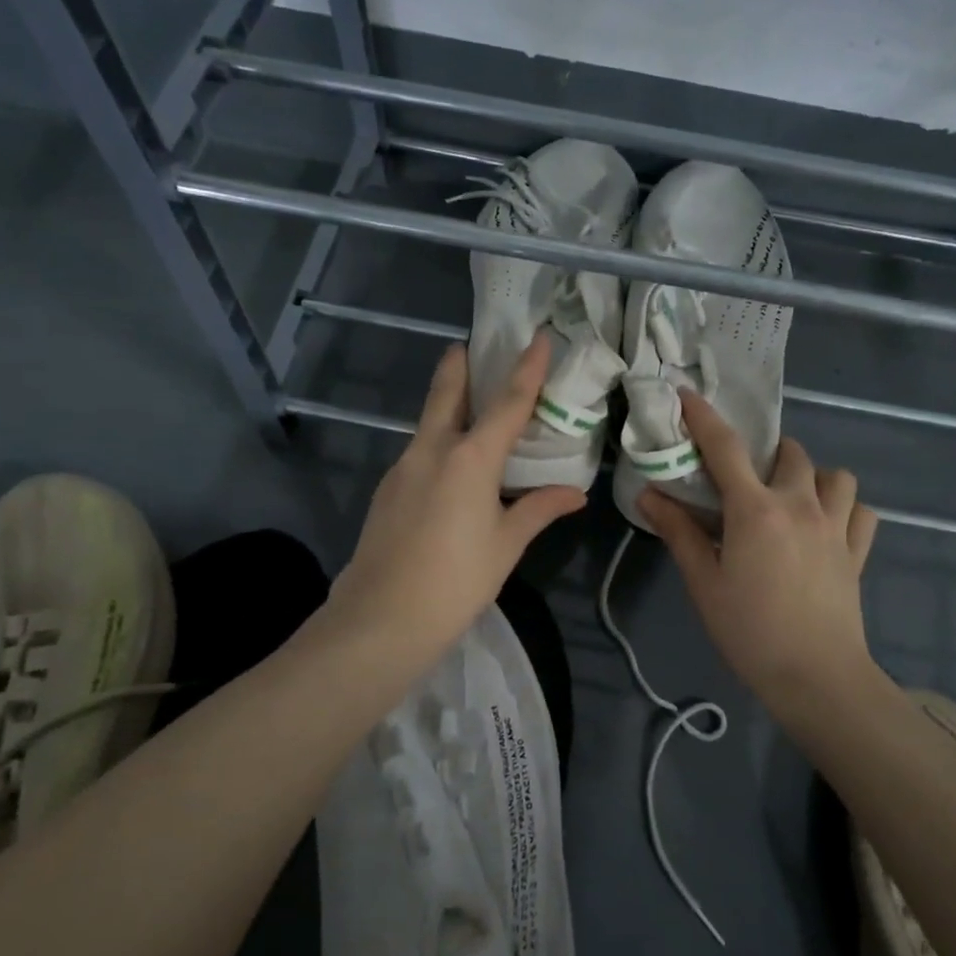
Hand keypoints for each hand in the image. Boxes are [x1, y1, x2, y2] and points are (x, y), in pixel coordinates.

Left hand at [324, 332, 585, 676]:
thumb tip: (575, 493)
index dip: (526, 368)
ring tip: (471, 409)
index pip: (507, 402)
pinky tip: (450, 467)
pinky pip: (419, 452)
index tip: (537, 336)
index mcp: (470, 458)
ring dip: (448, 406)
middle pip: (447, 393)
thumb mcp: (506, 545)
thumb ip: (539, 510)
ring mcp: (402, 468)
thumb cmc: (456, 581)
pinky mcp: (387, 490)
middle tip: (472, 347)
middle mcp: (432, 450)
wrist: (380, 619)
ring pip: (428, 423)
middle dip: (460, 365)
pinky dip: (438, 443)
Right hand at [639, 392, 879, 704]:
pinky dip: (846, 508)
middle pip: (790, 453)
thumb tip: (648, 494)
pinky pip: (862, 511)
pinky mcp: (858, 551)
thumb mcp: (703, 583)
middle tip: (747, 480)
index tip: (686, 396)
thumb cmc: (750, 631)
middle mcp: (800, 504)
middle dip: (767, 454)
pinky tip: (828, 526)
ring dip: (813, 476)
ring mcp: (837, 526)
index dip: (703, 417)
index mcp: (756, 509)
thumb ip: (678, 532)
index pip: (726, 448)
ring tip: (793, 498)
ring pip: (836, 475)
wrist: (817, 678)